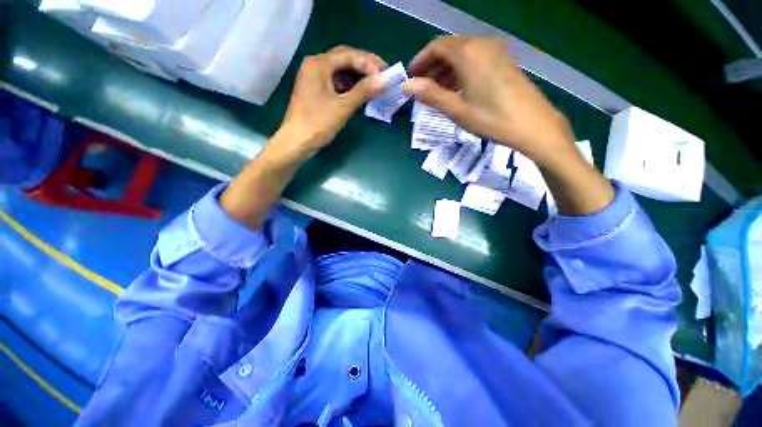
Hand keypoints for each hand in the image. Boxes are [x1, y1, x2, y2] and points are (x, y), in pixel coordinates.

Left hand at [276, 45, 387, 158]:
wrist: (297, 141)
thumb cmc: (318, 123)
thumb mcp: (343, 106)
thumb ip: (363, 91)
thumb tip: (384, 79)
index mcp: (319, 64)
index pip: (348, 55)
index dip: (369, 63)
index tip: (385, 73)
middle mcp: (315, 65)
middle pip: (344, 59)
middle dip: (364, 66)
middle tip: (382, 74)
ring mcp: (314, 78)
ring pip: (340, 71)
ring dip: (357, 77)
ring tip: (374, 85)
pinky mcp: (316, 90)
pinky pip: (336, 83)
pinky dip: (349, 87)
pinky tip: (359, 94)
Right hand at [404, 36, 574, 166]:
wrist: (533, 125)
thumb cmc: (491, 118)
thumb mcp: (457, 109)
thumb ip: (431, 95)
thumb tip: (407, 85)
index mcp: (468, 53)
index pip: (437, 47)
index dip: (421, 60)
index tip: (411, 77)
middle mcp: (482, 45)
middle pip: (450, 49)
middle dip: (432, 67)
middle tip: (421, 88)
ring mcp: (495, 52)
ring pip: (462, 55)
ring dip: (446, 70)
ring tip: (435, 92)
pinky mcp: (503, 62)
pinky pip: (475, 60)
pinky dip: (460, 72)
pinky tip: (456, 89)